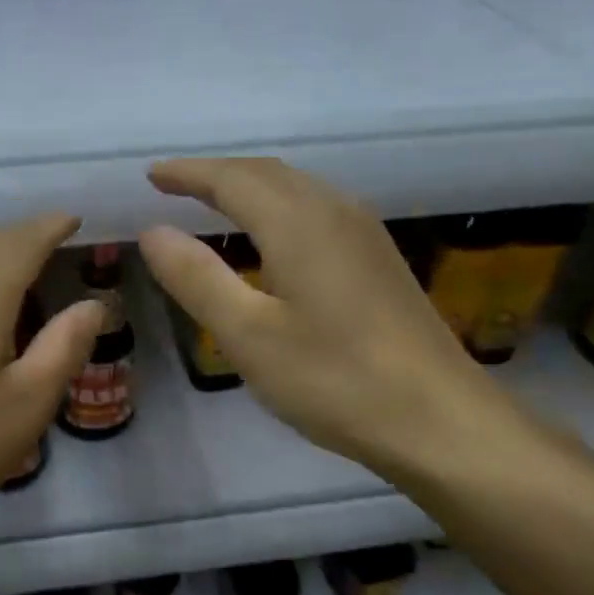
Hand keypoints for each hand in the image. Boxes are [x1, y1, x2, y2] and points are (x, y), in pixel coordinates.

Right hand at [138, 158, 516, 483]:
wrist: (442, 421)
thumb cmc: (336, 380)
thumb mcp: (249, 335)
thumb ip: (196, 279)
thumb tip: (152, 232)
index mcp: (298, 223)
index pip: (231, 179)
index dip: (187, 173)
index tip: (151, 175)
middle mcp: (334, 212)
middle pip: (266, 174)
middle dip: (215, 174)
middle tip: (172, 186)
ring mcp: (364, 233)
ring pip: (295, 188)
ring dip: (248, 187)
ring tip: (211, 203)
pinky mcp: (378, 258)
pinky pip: (315, 208)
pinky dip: (276, 206)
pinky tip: (270, 237)